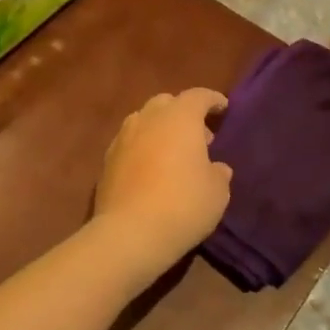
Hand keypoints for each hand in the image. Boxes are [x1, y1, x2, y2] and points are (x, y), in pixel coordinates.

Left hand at [94, 88, 232, 269]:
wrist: (130, 232)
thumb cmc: (184, 204)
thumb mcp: (217, 191)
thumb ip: (218, 173)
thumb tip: (216, 168)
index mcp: (179, 117)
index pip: (198, 96)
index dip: (212, 100)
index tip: (222, 108)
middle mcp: (148, 118)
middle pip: (166, 103)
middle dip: (183, 113)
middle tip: (199, 136)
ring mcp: (123, 138)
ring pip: (144, 121)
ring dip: (160, 129)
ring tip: (173, 153)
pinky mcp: (107, 160)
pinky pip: (130, 143)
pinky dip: (143, 148)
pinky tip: (151, 169)